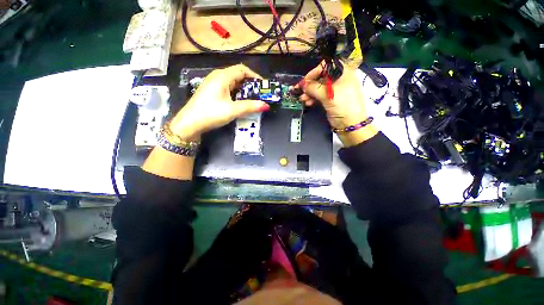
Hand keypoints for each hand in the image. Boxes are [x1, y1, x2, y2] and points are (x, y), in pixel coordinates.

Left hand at [169, 64, 269, 140]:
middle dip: (250, 84)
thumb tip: (266, 106)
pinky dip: (236, 93)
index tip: (263, 86)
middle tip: (259, 95)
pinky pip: (227, 88)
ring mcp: (213, 84)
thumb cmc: (211, 114)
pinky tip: (239, 102)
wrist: (189, 123)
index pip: (242, 69)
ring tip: (252, 99)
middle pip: (238, 75)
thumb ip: (250, 107)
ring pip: (233, 82)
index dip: (254, 76)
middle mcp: (217, 76)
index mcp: (222, 76)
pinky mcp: (211, 91)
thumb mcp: (232, 110)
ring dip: (243, 89)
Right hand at [293, 62, 377, 146]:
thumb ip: (313, 88)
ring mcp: (335, 90)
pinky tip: (308, 102)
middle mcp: (339, 79)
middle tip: (301, 92)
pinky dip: (313, 98)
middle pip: (321, 77)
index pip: (326, 66)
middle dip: (310, 85)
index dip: (314, 72)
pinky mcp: (332, 99)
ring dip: (310, 93)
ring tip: (303, 99)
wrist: (351, 125)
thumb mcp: (328, 95)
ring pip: (319, 88)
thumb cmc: (343, 106)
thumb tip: (302, 84)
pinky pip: (320, 96)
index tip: (305, 81)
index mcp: (344, 72)